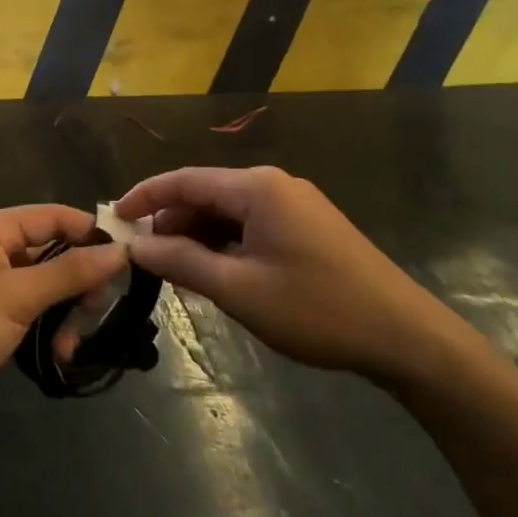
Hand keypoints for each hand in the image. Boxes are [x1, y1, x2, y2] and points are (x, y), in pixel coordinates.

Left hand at [0, 206, 125, 435]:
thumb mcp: (18, 297)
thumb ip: (70, 272)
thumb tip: (119, 250)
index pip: (53, 217)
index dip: (91, 233)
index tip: (129, 256)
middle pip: (53, 253)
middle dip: (79, 284)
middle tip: (97, 313)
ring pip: (46, 287)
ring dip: (65, 314)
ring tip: (70, 345)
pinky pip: (32, 312)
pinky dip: (48, 329)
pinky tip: (60, 354)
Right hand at [115, 167, 450, 384]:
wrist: (405, 336)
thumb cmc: (316, 309)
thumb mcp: (240, 289)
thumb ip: (183, 262)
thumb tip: (136, 245)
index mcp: (256, 187)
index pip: (184, 180)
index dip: (144, 196)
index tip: (112, 218)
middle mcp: (273, 184)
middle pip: (205, 193)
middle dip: (170, 221)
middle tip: (142, 256)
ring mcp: (294, 204)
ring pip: (228, 211)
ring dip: (197, 235)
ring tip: (173, 269)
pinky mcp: (307, 226)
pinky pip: (251, 224)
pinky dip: (224, 242)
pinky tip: (214, 271)